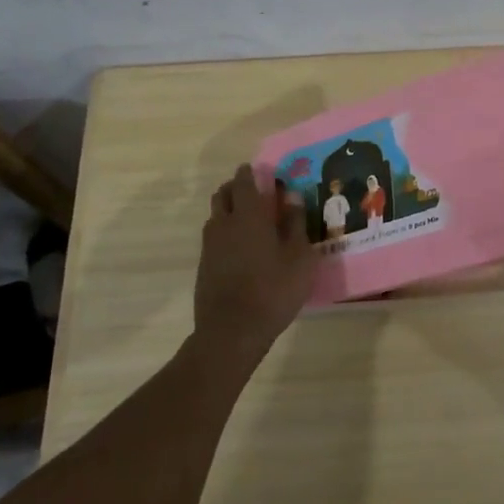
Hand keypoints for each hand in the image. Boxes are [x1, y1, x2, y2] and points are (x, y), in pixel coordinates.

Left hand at [192, 165, 315, 365]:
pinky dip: (224, 233)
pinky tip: (240, 249)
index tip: (259, 171)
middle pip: (223, 194)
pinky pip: (213, 237)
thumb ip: (296, 224)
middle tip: (254, 193)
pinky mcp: (204, 265)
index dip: (250, 173)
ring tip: (248, 221)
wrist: (232, 331)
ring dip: (228, 210)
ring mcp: (210, 245)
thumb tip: (292, 197)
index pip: (244, 182)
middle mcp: (224, 224)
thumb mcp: (299, 258)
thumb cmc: (273, 290)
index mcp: (249, 216)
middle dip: (236, 187)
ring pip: (215, 215)